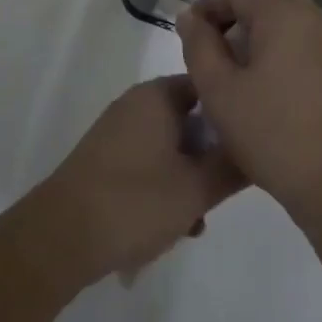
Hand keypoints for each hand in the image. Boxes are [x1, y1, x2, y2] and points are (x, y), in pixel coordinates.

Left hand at [32, 75, 244, 286]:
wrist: (60, 236)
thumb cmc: (134, 201)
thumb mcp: (196, 188)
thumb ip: (234, 166)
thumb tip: (261, 147)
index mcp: (158, 95)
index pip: (210, 85)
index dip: (234, 112)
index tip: (251, 143)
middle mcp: (136, 104)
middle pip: (192, 119)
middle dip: (210, 157)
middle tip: (220, 193)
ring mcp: (118, 131)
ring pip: (172, 146)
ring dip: (189, 178)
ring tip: (194, 221)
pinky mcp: (105, 158)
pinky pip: (149, 162)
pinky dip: (164, 186)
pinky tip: (171, 225)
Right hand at [176, 0, 321, 226]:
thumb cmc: (273, 134)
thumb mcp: (219, 91)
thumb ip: (199, 46)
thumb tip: (190, 16)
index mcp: (283, 14)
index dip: (208, 6)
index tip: (189, 34)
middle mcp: (315, 17)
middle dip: (236, 12)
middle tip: (213, 45)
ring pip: (291, 17)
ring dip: (261, 28)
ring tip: (238, 66)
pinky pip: (309, 39)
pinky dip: (284, 45)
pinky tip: (270, 84)